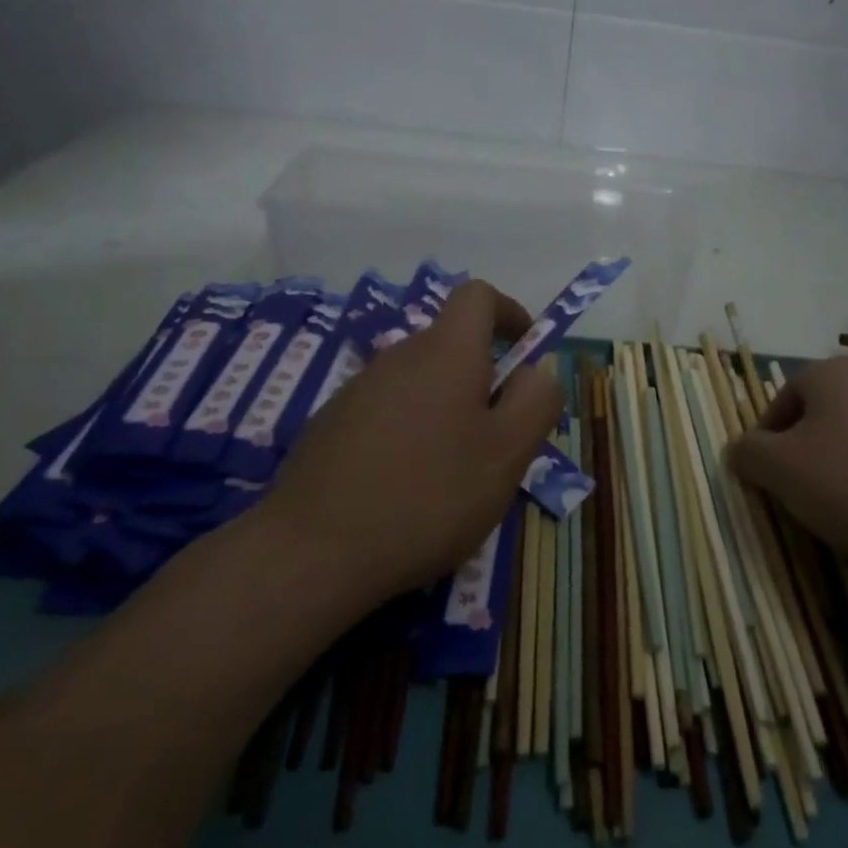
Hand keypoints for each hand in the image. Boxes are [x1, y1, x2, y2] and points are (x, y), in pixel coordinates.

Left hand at [248, 280, 563, 610]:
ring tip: (451, 474)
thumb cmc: (428, 496)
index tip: (525, 352)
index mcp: (445, 353)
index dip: (509, 312)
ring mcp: (356, 391)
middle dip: (482, 379)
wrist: (312, 552)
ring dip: (445, 410)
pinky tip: (403, 488)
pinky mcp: (329, 425)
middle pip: (450, 345)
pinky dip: (409, 433)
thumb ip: (536, 401)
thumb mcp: (507, 454)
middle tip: (496, 439)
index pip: (478, 295)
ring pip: (419, 383)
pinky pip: (386, 412)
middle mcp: (398, 357)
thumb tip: (534, 373)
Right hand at [727, 356, 847, 578]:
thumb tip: (739, 450)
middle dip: (804, 448)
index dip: (766, 437)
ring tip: (840, 504)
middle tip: (799, 489)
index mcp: (832, 371)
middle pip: (821, 412)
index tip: (766, 475)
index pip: (783, 397)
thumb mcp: (778, 470)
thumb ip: (747, 453)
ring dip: (841, 461)